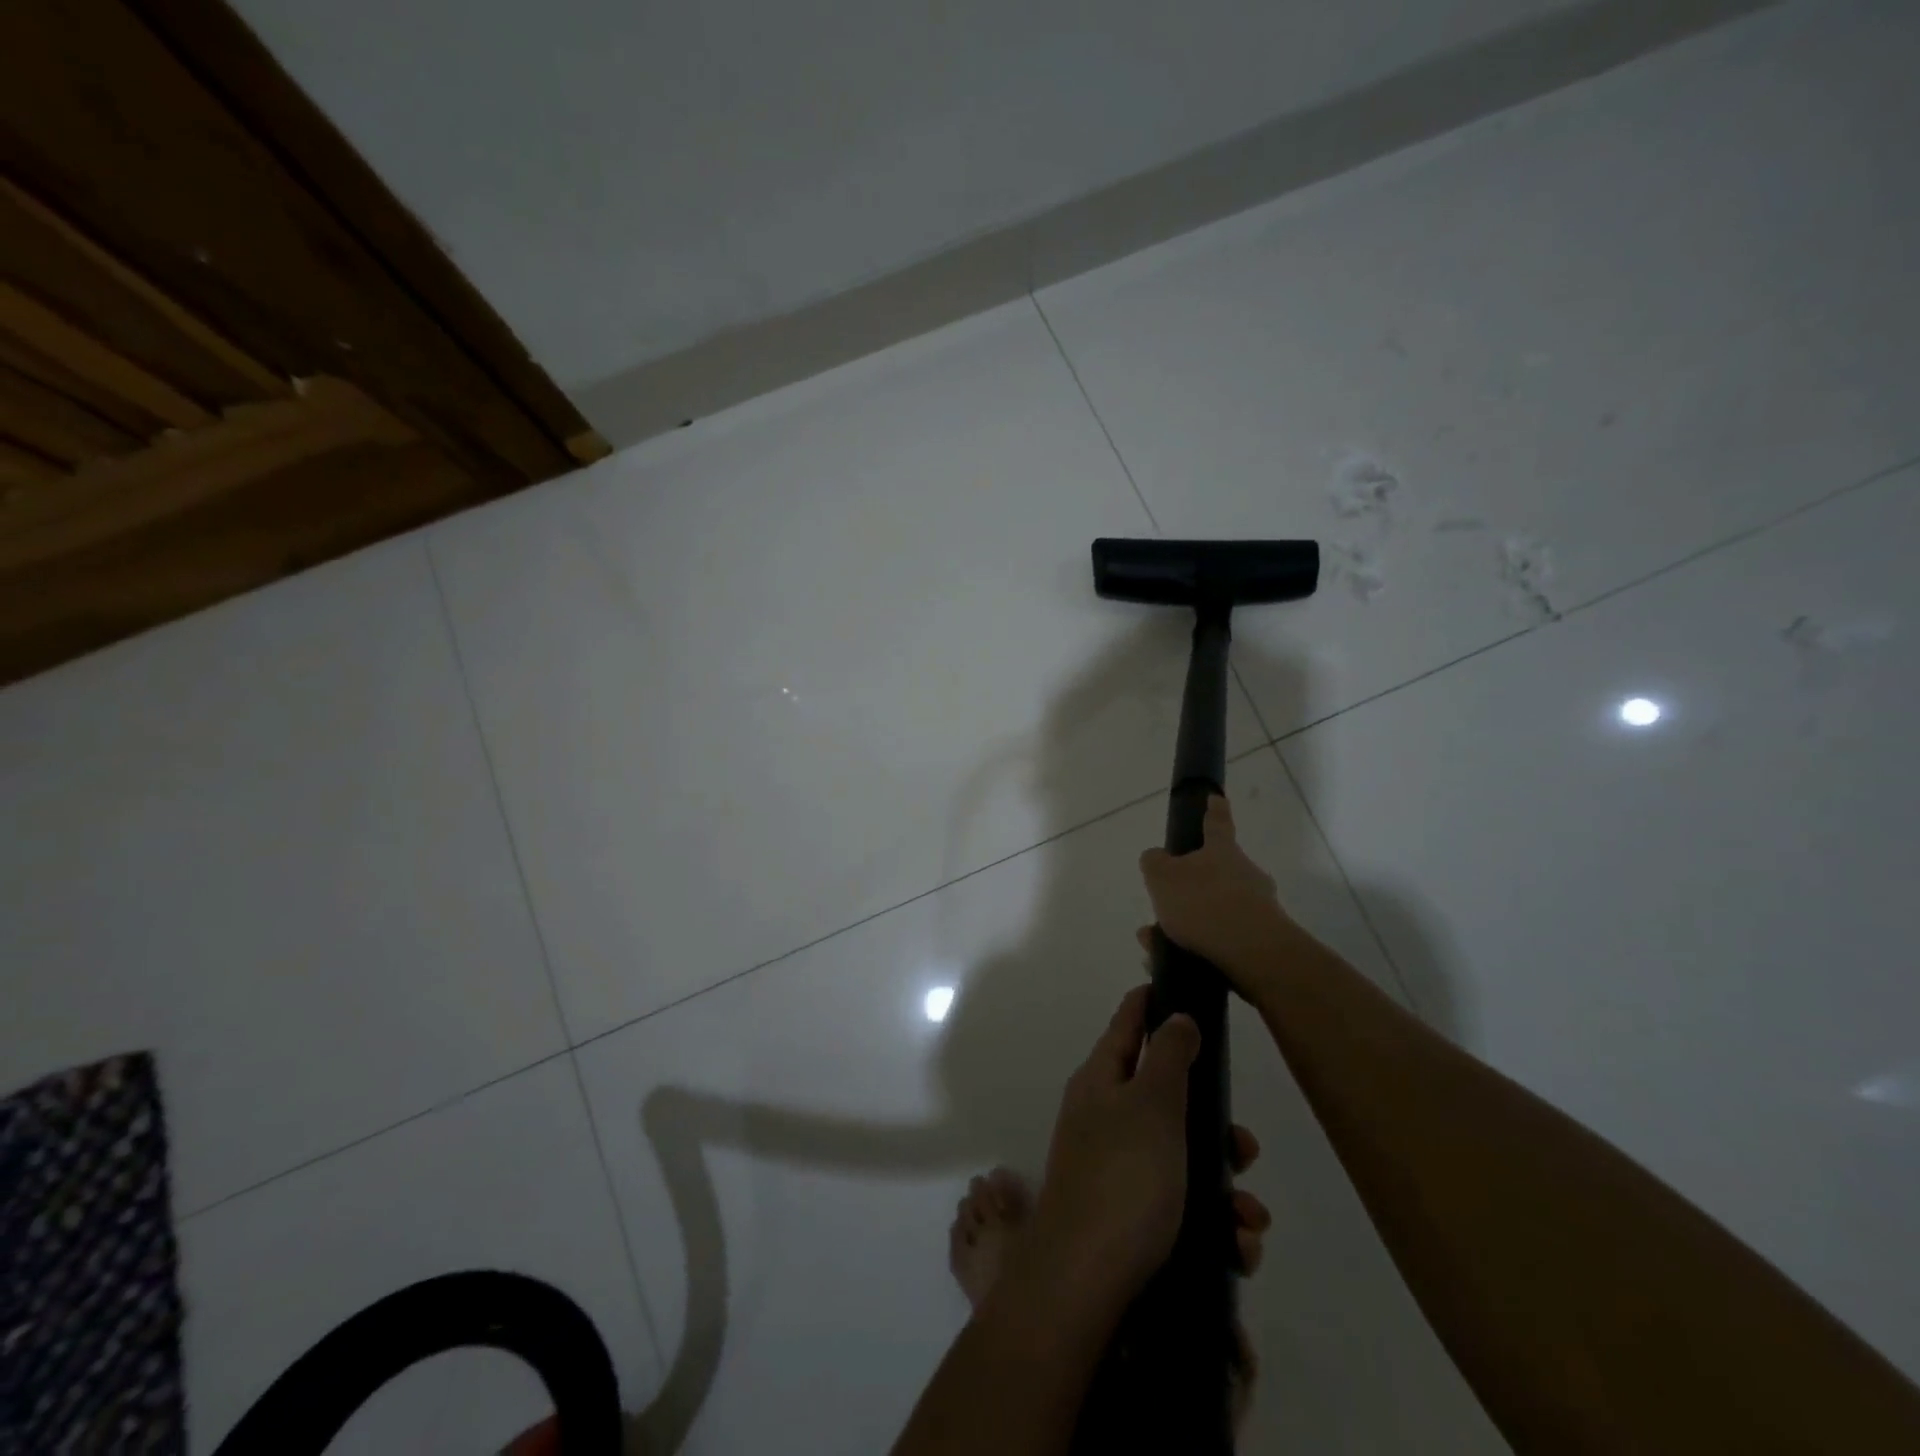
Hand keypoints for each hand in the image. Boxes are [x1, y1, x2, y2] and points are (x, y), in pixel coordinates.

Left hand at [1018, 986, 1270, 1327]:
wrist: (1086, 1285)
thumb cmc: (1123, 1177)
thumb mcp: (1152, 1104)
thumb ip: (1168, 1056)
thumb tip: (1175, 1016)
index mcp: (1101, 1082)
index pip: (1126, 1026)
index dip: (1148, 1004)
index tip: (1175, 987)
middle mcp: (1105, 1120)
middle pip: (1167, 1101)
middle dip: (1214, 1125)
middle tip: (1245, 1146)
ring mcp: (1117, 1172)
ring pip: (1185, 1161)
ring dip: (1225, 1187)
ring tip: (1249, 1218)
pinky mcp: (1133, 1221)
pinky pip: (1183, 1209)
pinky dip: (1215, 1225)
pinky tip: (1238, 1248)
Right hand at [1138, 794, 1295, 994]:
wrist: (1253, 954)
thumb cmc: (1203, 904)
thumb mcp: (1162, 877)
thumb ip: (1154, 863)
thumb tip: (1157, 857)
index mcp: (1222, 852)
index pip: (1217, 823)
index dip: (1214, 810)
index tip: (1216, 798)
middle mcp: (1245, 875)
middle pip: (1216, 873)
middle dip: (1190, 889)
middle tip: (1164, 906)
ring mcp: (1259, 908)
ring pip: (1216, 911)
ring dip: (1188, 925)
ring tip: (1156, 945)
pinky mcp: (1263, 942)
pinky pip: (1224, 940)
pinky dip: (1199, 947)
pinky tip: (1174, 963)